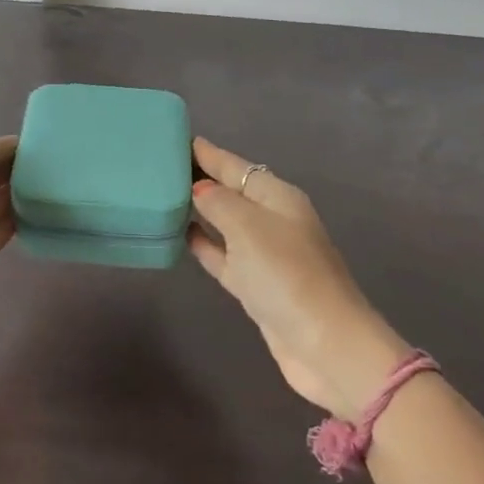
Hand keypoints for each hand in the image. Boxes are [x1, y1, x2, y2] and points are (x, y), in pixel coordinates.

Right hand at [187, 137, 407, 417]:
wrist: (324, 344)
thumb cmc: (286, 275)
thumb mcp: (248, 227)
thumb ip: (218, 202)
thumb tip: (198, 189)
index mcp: (277, 196)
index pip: (235, 165)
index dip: (207, 153)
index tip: (174, 138)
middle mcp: (272, 219)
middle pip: (230, 191)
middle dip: (200, 177)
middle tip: (159, 165)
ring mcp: (264, 254)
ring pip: (224, 222)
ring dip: (199, 210)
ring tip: (162, 196)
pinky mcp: (255, 286)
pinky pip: (222, 254)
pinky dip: (203, 243)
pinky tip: (179, 235)